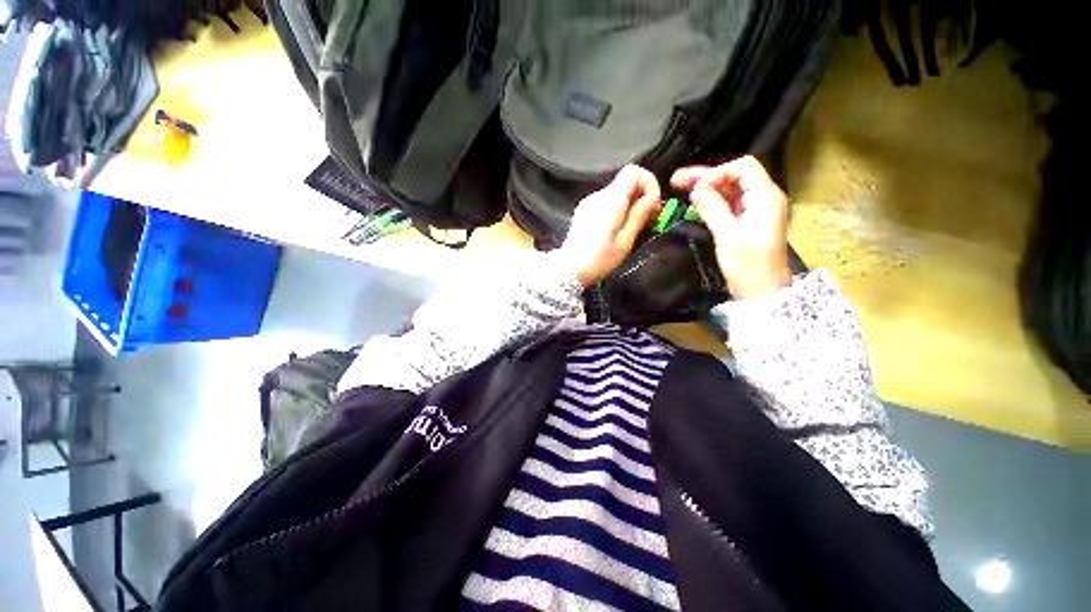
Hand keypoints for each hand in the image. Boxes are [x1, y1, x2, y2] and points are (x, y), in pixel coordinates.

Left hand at [559, 165, 661, 286]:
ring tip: (633, 227)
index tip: (653, 205)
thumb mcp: (625, 242)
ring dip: (630, 204)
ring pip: (617, 192)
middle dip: (641, 196)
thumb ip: (639, 216)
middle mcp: (598, 196)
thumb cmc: (598, 260)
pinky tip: (617, 228)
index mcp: (610, 201)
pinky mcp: (584, 211)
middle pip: (625, 181)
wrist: (569, 269)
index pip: (633, 171)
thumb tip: (651, 199)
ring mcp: (589, 202)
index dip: (649, 183)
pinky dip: (617, 209)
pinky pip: (606, 202)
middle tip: (648, 219)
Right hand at [671, 156, 790, 298]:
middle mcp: (763, 198)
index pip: (743, 168)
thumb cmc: (748, 264)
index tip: (697, 188)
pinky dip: (712, 202)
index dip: (717, 173)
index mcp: (765, 197)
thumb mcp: (728, 235)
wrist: (761, 291)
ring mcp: (755, 211)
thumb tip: (696, 189)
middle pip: (734, 177)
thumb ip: (713, 208)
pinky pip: (728, 205)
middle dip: (706, 178)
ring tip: (680, 187)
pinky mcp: (747, 222)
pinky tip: (695, 204)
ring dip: (706, 189)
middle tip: (677, 180)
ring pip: (729, 190)